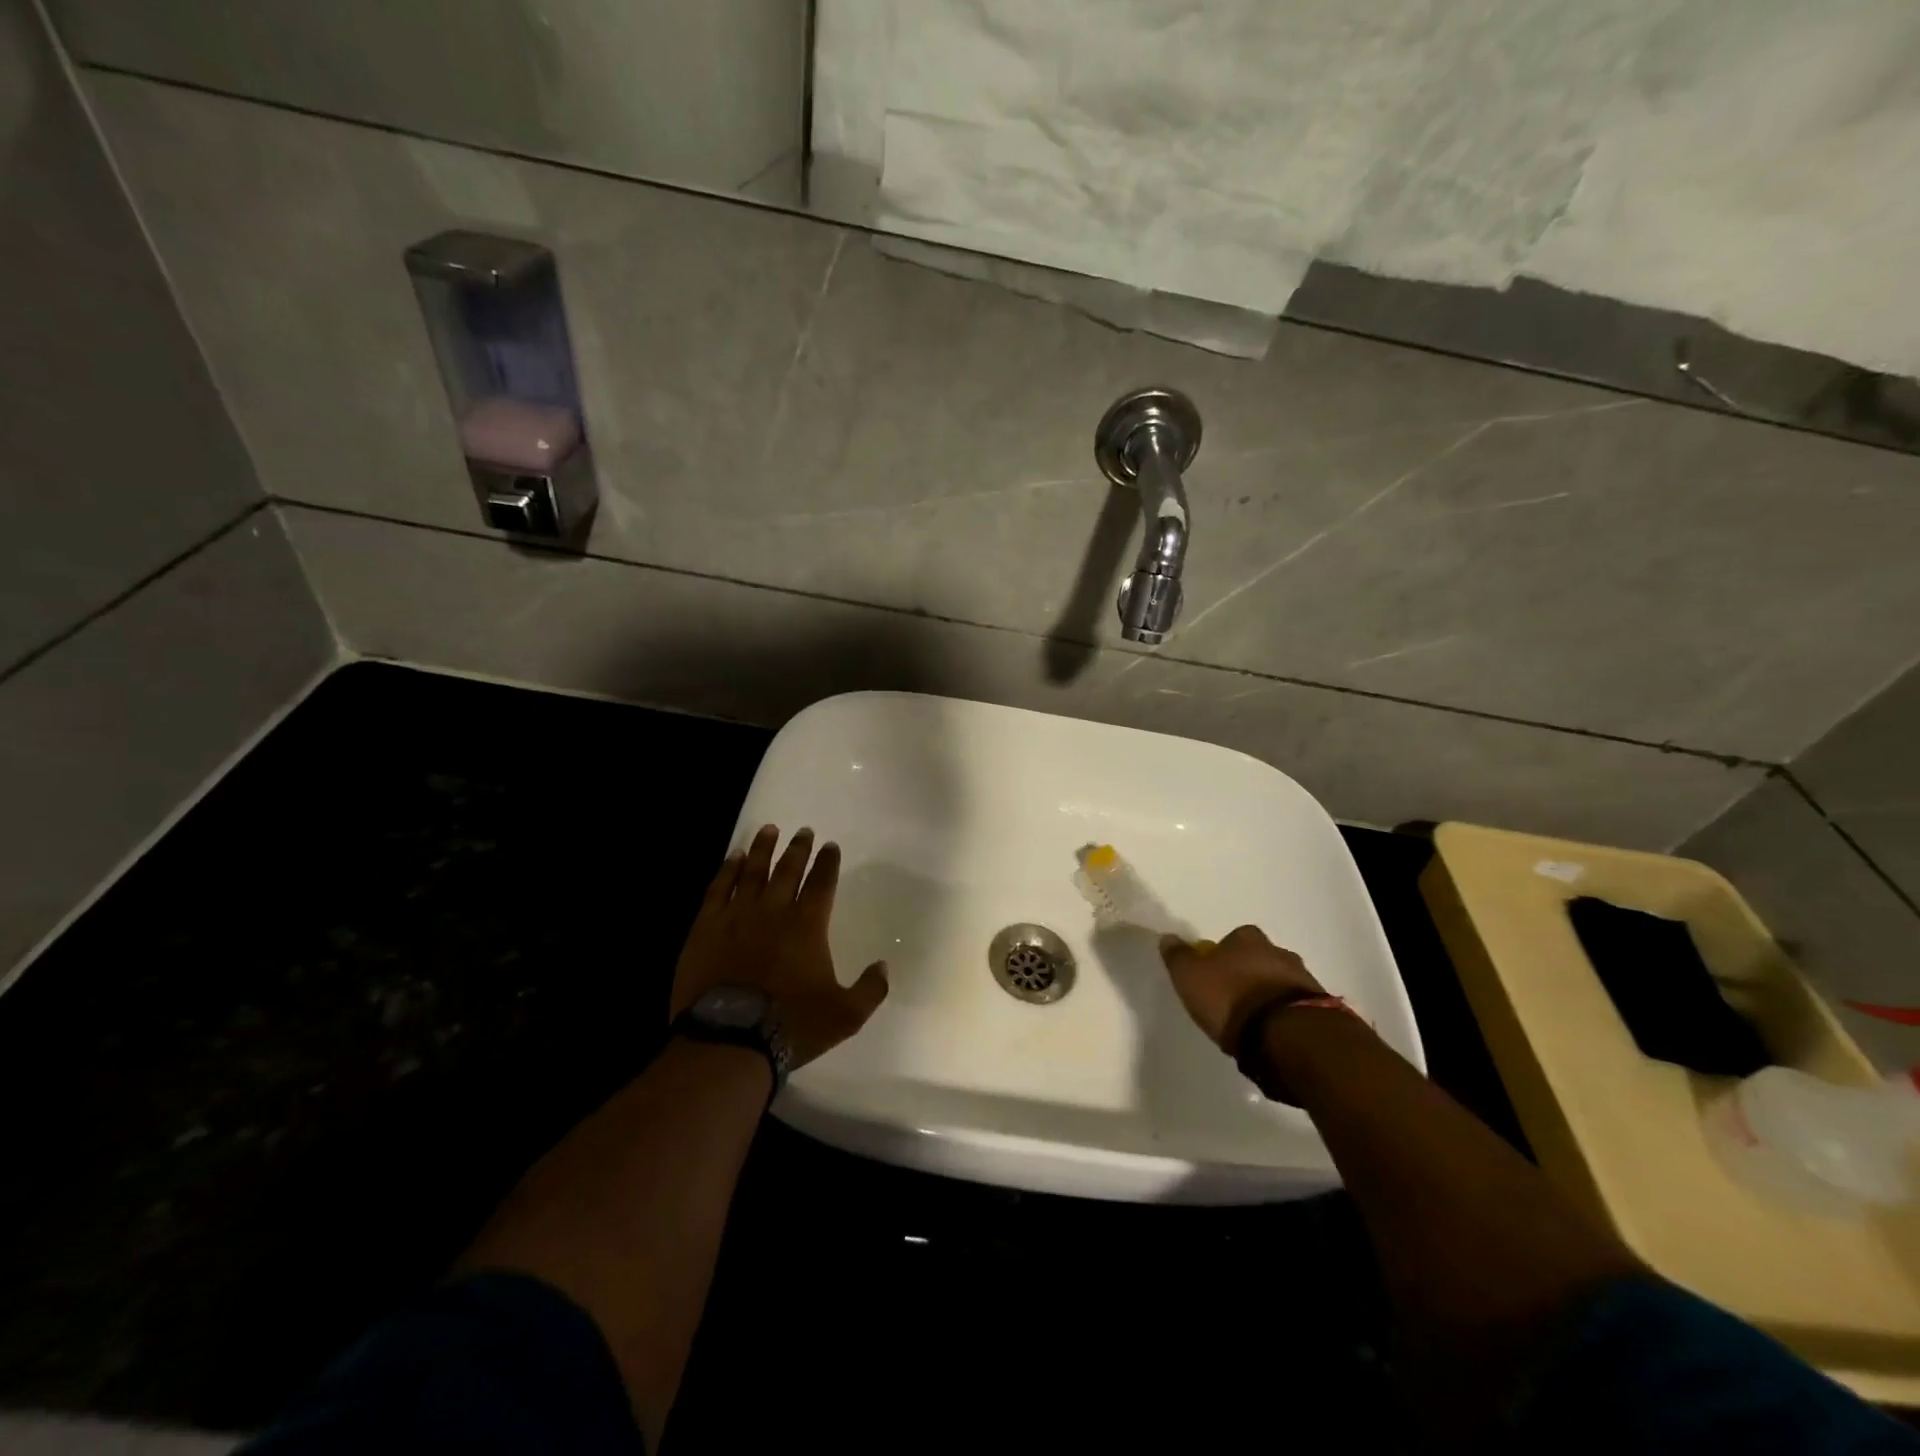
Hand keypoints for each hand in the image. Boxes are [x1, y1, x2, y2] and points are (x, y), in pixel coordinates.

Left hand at [671, 825, 887, 1070]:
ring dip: (762, 849)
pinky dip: (726, 870)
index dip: (827, 863)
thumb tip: (884, 966)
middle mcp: (774, 910)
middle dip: (798, 848)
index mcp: (808, 925)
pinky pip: (718, 889)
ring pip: (752, 871)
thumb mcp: (845, 1015)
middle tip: (803, 831)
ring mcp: (737, 916)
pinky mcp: (706, 927)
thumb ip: (870, 989)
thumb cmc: (790, 1025)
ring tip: (769, 830)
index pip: (822, 883)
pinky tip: (732, 858)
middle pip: (788, 870)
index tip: (830, 846)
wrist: (729, 1039)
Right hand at [1158, 924, 1324, 1052]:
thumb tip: (1168, 937)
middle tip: (1232, 1000)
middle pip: (1258, 959)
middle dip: (1248, 975)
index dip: (1220, 956)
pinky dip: (1284, 1017)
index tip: (1212, 978)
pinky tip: (1273, 1036)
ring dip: (1268, 996)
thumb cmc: (1232, 1000)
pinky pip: (1295, 1008)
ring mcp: (1304, 979)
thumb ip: (1178, 956)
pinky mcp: (1321, 1009)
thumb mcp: (1190, 977)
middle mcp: (1279, 951)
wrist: (1289, 1037)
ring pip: (1279, 983)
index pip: (1231, 939)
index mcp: (1248, 938)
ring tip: (1254, 1023)